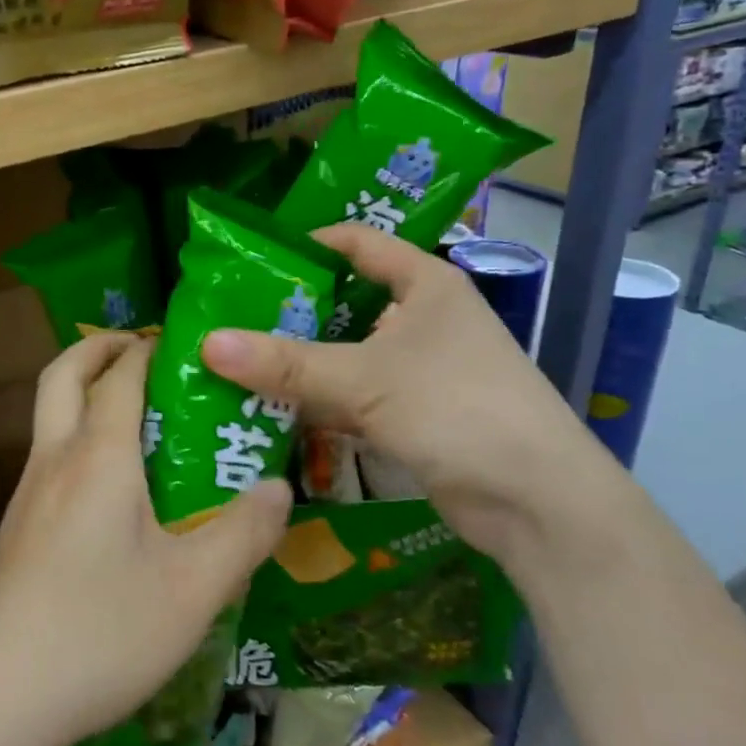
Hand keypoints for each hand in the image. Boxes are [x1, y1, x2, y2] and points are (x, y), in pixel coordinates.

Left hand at [0, 332, 291, 745]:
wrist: (0, 696)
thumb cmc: (102, 631)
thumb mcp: (194, 589)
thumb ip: (243, 533)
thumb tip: (277, 487)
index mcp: (99, 457)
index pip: (121, 376)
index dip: (148, 349)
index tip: (180, 341)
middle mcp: (55, 460)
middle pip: (62, 375)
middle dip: (97, 348)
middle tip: (140, 351)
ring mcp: (27, 494)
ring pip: (49, 416)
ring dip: (84, 394)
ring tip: (137, 420)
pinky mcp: (16, 529)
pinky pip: (48, 458)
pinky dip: (76, 439)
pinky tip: (110, 493)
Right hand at [200, 225, 611, 564]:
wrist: (538, 501)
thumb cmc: (456, 408)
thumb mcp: (364, 379)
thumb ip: (285, 364)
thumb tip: (207, 343)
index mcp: (425, 285)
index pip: (357, 243)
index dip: (306, 244)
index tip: (251, 259)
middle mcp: (424, 319)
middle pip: (345, 301)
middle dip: (290, 311)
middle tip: (230, 318)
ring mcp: (422, 369)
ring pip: (347, 353)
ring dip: (300, 361)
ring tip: (238, 362)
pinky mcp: (416, 414)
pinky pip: (355, 396)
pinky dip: (319, 401)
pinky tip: (273, 408)